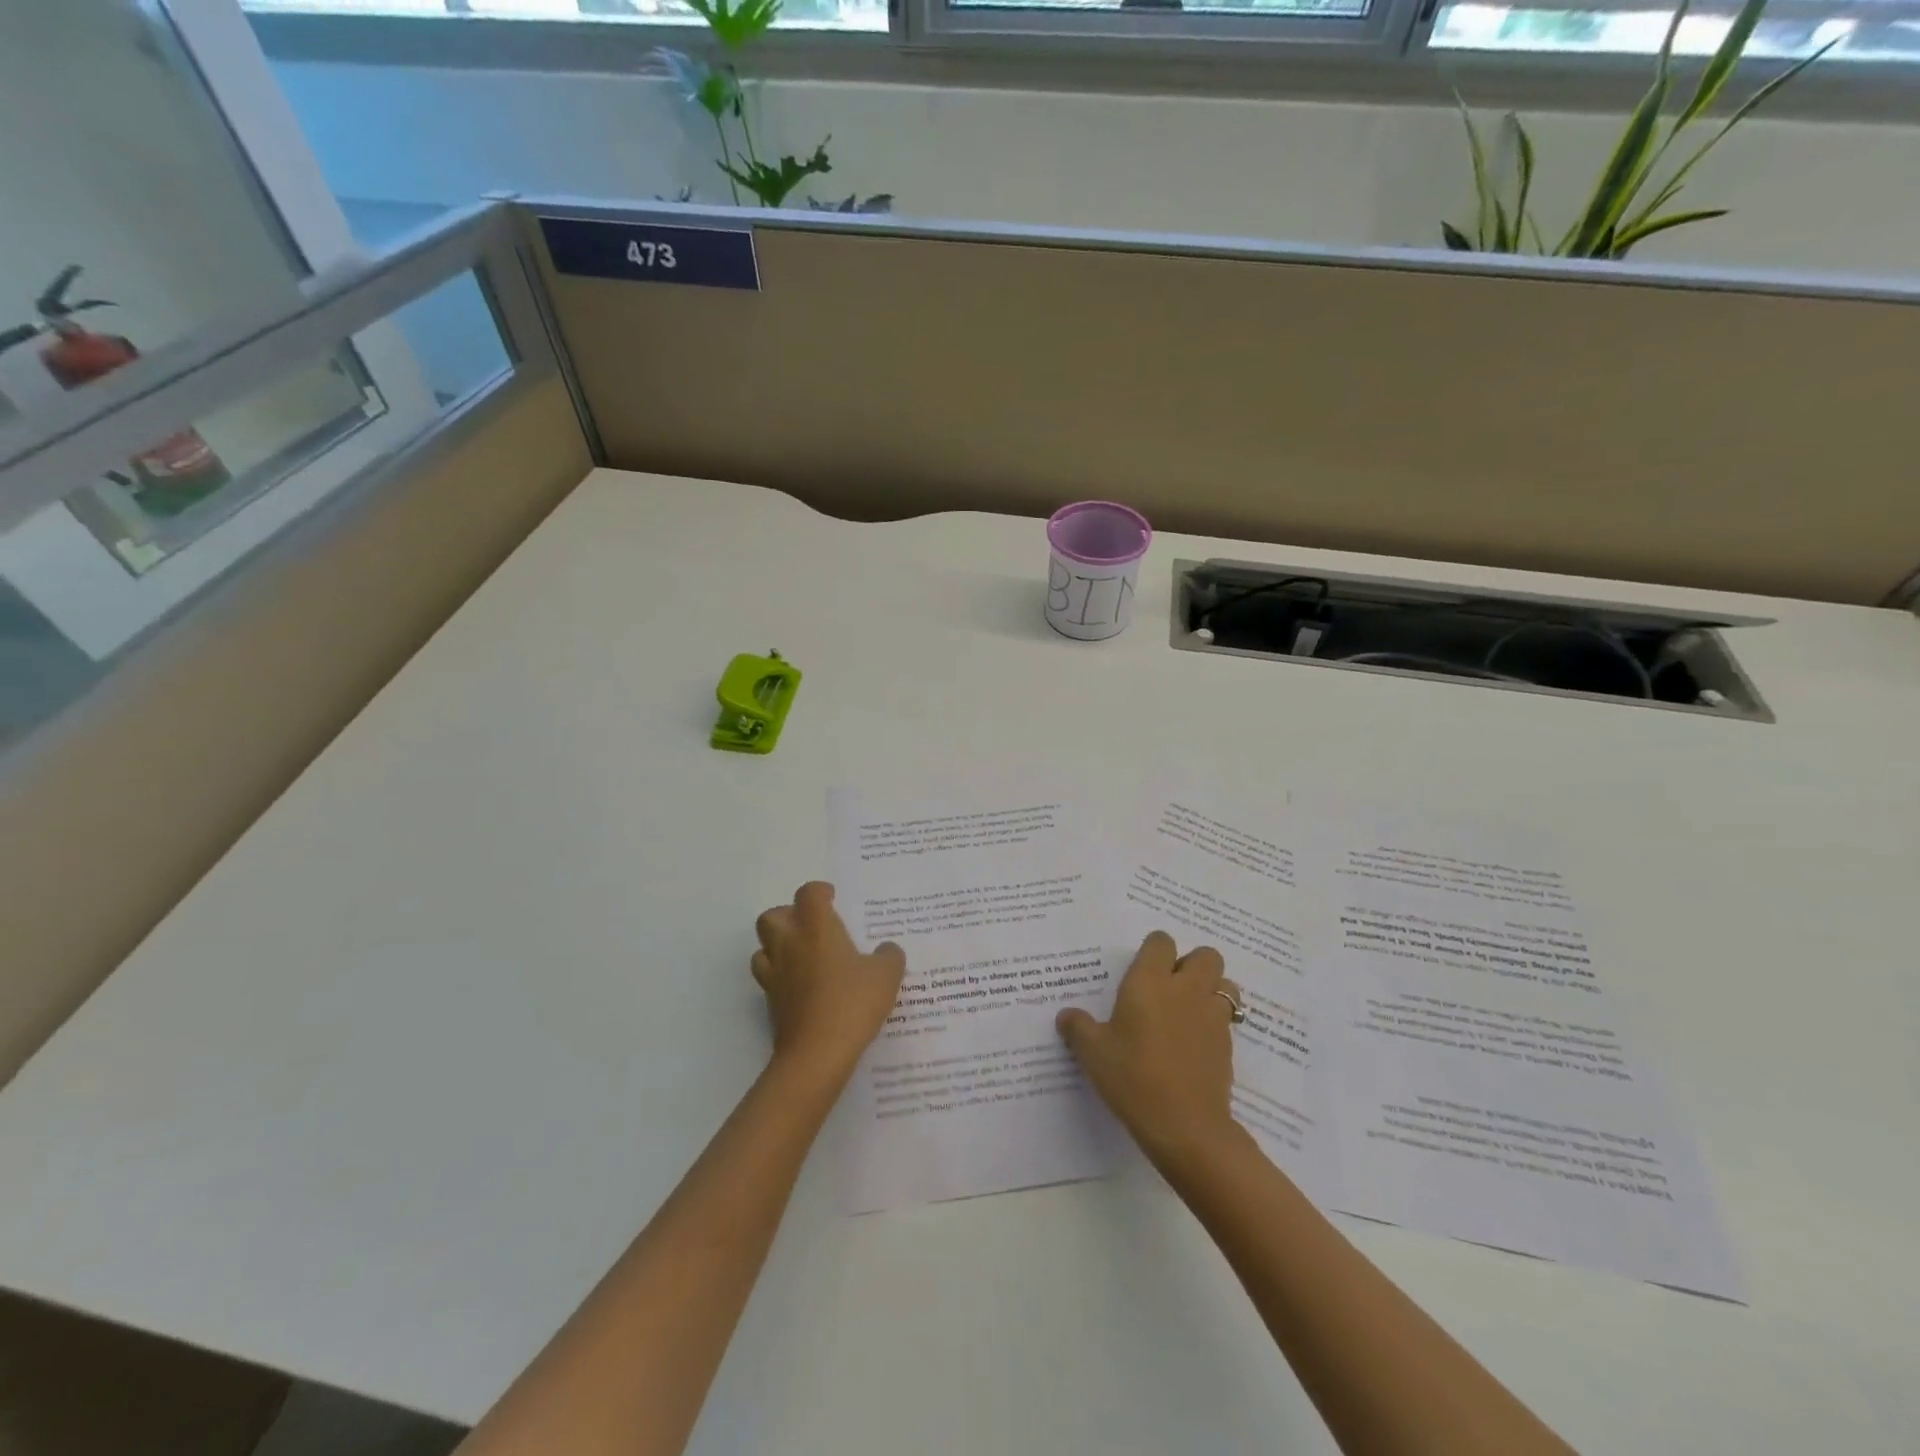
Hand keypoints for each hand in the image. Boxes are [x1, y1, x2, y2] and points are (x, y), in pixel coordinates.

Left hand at [752, 882, 905, 1085]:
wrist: (817, 1054)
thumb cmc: (852, 1003)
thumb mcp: (886, 975)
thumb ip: (889, 955)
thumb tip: (886, 949)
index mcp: (816, 928)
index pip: (808, 894)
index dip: (819, 892)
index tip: (833, 899)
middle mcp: (789, 944)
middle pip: (772, 916)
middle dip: (788, 915)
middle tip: (812, 927)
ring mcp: (775, 974)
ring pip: (763, 947)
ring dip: (778, 946)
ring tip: (803, 956)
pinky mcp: (770, 1003)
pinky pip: (769, 978)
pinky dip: (781, 977)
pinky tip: (803, 988)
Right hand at [1056, 931, 1240, 1160]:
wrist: (1184, 1126)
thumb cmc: (1132, 1077)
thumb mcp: (1093, 1053)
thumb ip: (1078, 1028)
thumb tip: (1066, 1015)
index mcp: (1150, 981)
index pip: (1161, 942)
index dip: (1154, 950)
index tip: (1142, 968)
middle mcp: (1185, 989)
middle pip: (1205, 955)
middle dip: (1192, 963)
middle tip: (1170, 987)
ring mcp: (1212, 1016)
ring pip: (1225, 984)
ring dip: (1212, 989)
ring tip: (1190, 1011)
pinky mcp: (1227, 1045)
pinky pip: (1227, 1019)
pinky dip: (1215, 1023)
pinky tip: (1195, 1044)